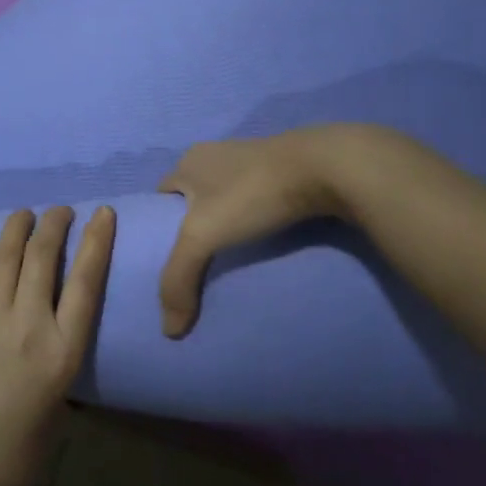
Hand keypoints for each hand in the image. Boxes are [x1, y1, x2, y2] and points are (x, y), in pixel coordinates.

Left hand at [0, 205, 115, 485]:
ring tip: (26, 213)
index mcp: (62, 350)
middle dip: (56, 225)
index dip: (97, 242)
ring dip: (17, 227)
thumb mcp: (59, 414)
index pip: (86, 282)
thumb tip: (57, 350)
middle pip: (44, 257)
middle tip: (61, 211)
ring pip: (5, 256)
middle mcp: (27, 322)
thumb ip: (61, 372)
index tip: (102, 213)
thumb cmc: (15, 454)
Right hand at [157, 128, 364, 335]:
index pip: (161, 198)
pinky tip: (265, 238)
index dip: (159, 227)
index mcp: (188, 161)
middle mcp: (215, 154)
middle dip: (194, 227)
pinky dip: (255, 217)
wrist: (326, 166)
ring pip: (226, 197)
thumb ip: (178, 279)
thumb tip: (168, 331)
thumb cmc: (252, 193)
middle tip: (200, 264)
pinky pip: (256, 197)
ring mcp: (251, 158)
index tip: (168, 259)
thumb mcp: (203, 236)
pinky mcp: (284, 168)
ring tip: (233, 257)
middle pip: (193, 198)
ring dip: (227, 222)